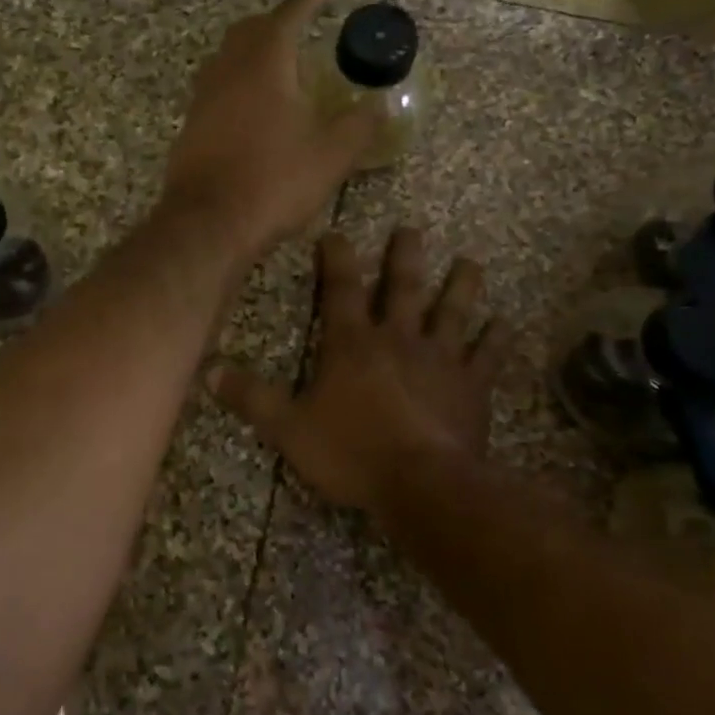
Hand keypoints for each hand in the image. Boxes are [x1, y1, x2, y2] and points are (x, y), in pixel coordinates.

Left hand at [160, 0, 377, 262]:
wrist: (208, 223)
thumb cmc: (273, 182)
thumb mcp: (331, 155)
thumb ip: (359, 125)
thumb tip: (379, 106)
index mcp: (265, 64)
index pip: (290, 14)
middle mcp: (227, 70)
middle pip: (250, 30)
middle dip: (278, 22)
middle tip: (304, 28)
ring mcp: (203, 99)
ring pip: (228, 58)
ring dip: (253, 52)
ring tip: (280, 67)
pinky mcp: (191, 127)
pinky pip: (216, 89)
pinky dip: (238, 84)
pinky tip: (253, 109)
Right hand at [209, 227, 511, 519]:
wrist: (422, 485)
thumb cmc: (351, 453)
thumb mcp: (288, 429)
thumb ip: (252, 397)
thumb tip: (209, 370)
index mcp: (352, 345)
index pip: (340, 290)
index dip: (336, 259)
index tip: (336, 233)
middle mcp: (398, 339)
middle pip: (402, 288)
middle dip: (404, 257)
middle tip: (411, 230)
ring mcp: (440, 360)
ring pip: (452, 312)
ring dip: (461, 286)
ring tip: (471, 262)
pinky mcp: (471, 387)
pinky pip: (487, 356)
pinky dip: (497, 339)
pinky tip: (506, 324)